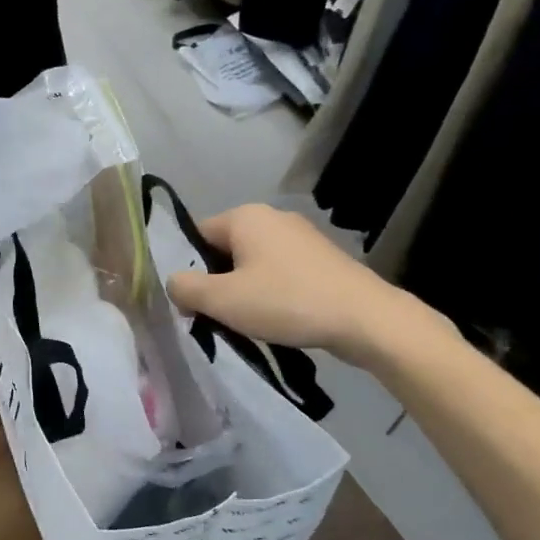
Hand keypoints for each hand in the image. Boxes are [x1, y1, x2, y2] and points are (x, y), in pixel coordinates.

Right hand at [165, 204, 457, 371]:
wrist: (365, 319)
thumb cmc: (286, 302)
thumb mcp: (222, 300)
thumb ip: (185, 288)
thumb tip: (174, 284)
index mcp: (245, 216)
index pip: (197, 236)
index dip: (188, 270)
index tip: (191, 303)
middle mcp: (272, 217)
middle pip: (225, 250)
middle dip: (216, 282)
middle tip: (216, 317)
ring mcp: (301, 237)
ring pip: (253, 263)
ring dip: (243, 291)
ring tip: (247, 322)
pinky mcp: (321, 259)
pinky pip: (280, 272)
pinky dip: (271, 293)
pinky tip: (278, 319)